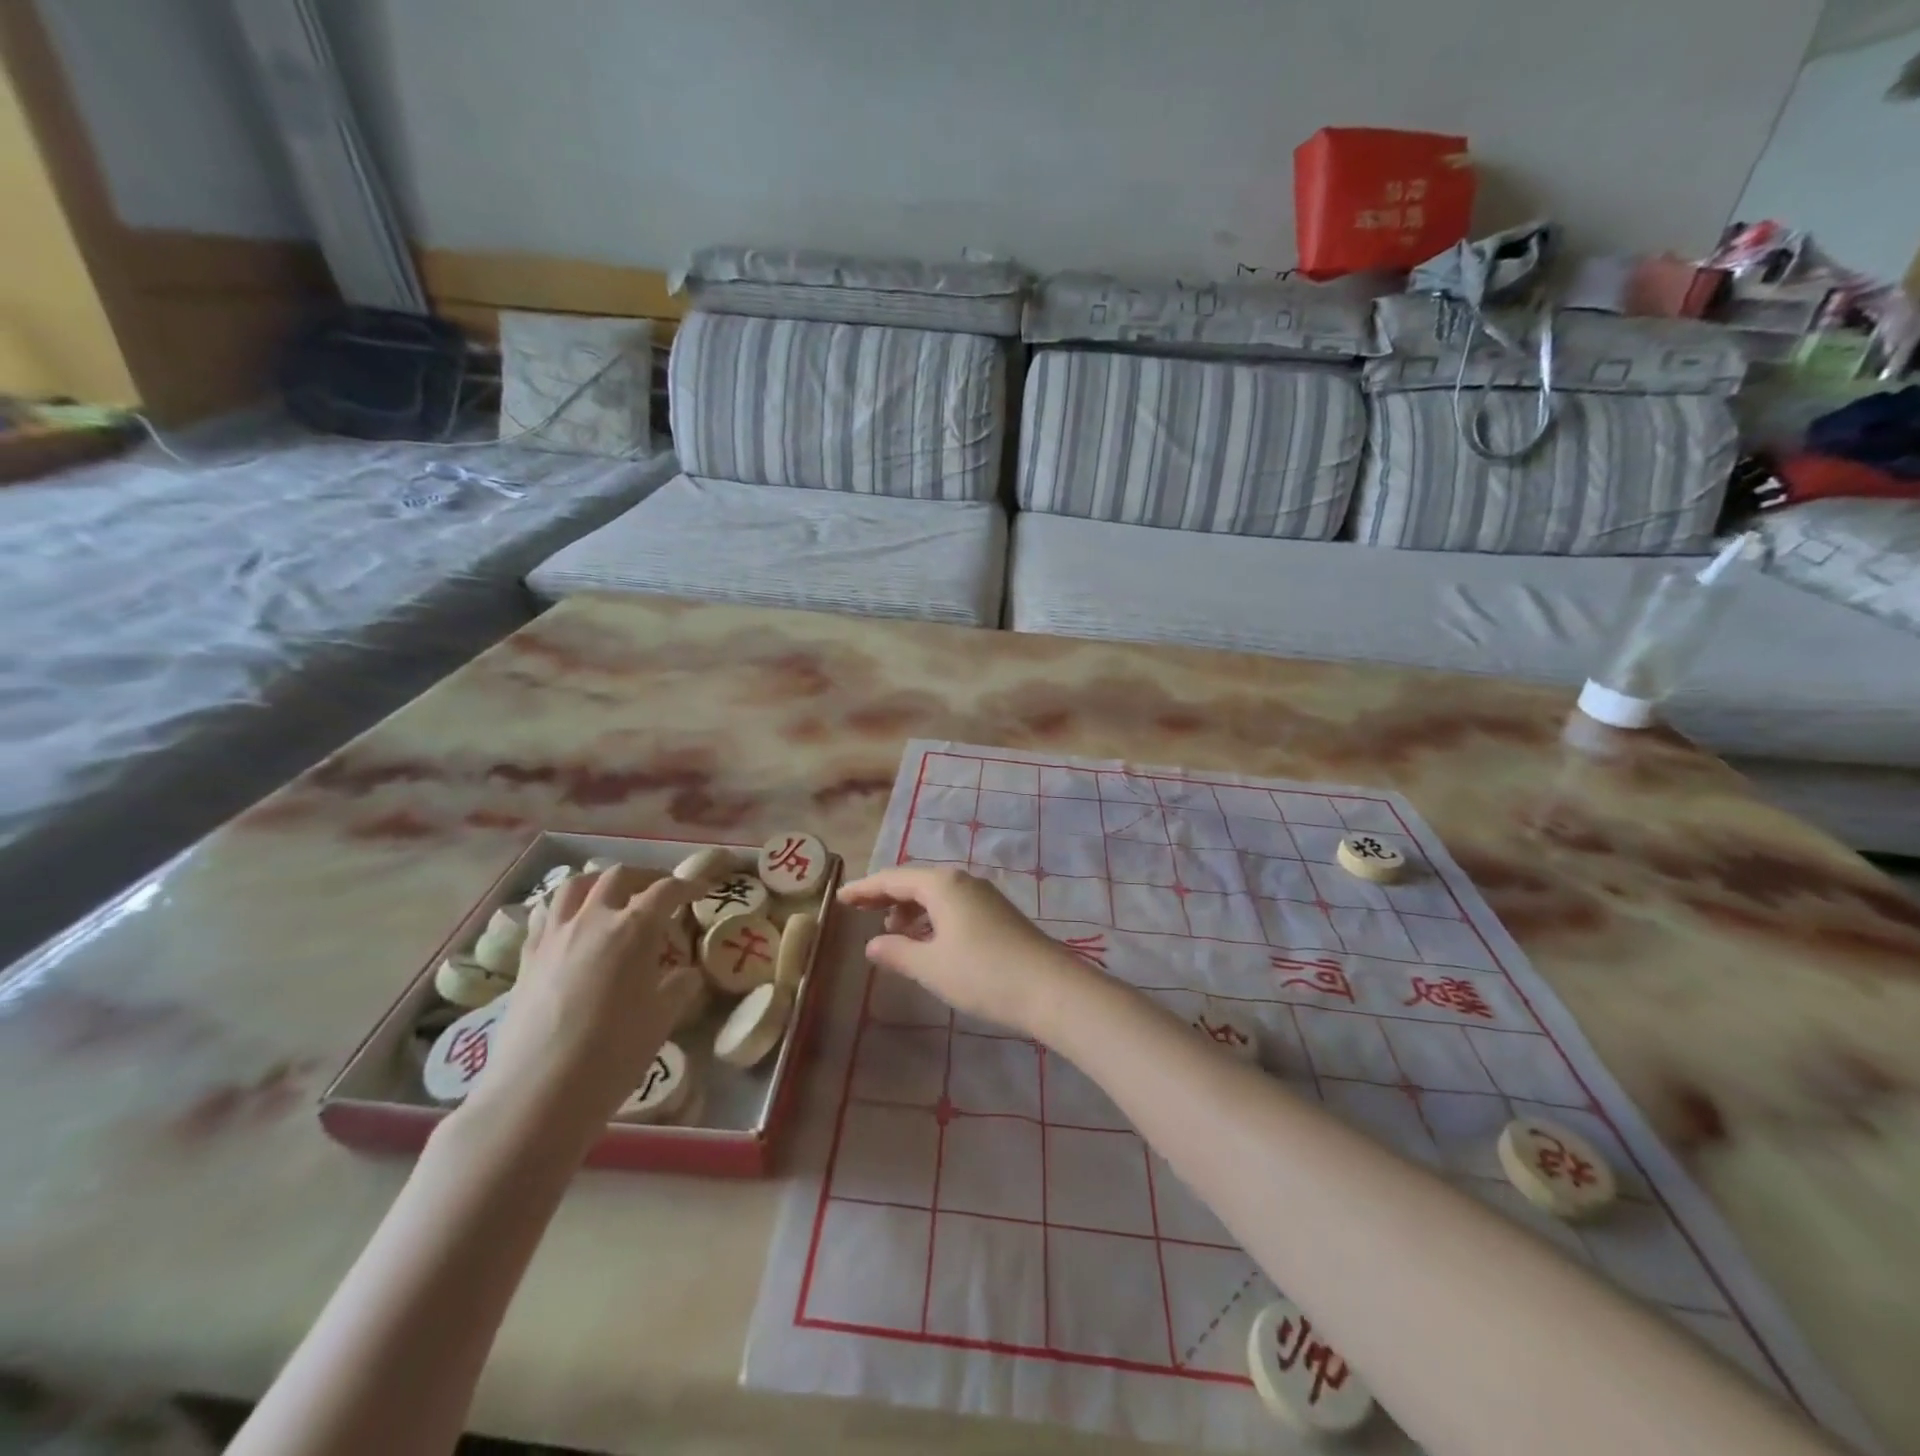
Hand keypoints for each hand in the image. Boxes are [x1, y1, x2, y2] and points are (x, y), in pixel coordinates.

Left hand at [466, 866, 705, 1129]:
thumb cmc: (612, 1054)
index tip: (701, 890)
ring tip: (612, 896)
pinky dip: (566, 908)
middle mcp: (593, 919)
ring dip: (599, 882)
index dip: (687, 885)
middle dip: (644, 877)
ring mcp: (555, 936)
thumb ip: (678, 987)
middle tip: (659, 892)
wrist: (537, 1094)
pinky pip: (547, 914)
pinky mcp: (527, 958)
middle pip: (619, 876)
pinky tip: (573, 926)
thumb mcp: (661, 1020)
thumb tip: (686, 974)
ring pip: (575, 885)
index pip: (666, 890)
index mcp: (634, 929)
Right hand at [838, 866, 1089, 1037]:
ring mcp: (984, 897)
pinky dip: (932, 919)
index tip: (840, 897)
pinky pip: (953, 907)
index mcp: (942, 885)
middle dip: (887, 896)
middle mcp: (963, 881)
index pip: (893, 878)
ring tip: (892, 932)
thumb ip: (897, 952)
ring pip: (937, 895)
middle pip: (916, 882)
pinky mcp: (998, 915)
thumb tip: (873, 944)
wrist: (1050, 989)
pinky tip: (928, 942)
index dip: (865, 888)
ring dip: (911, 910)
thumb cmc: (982, 973)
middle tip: (860, 911)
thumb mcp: (931, 966)